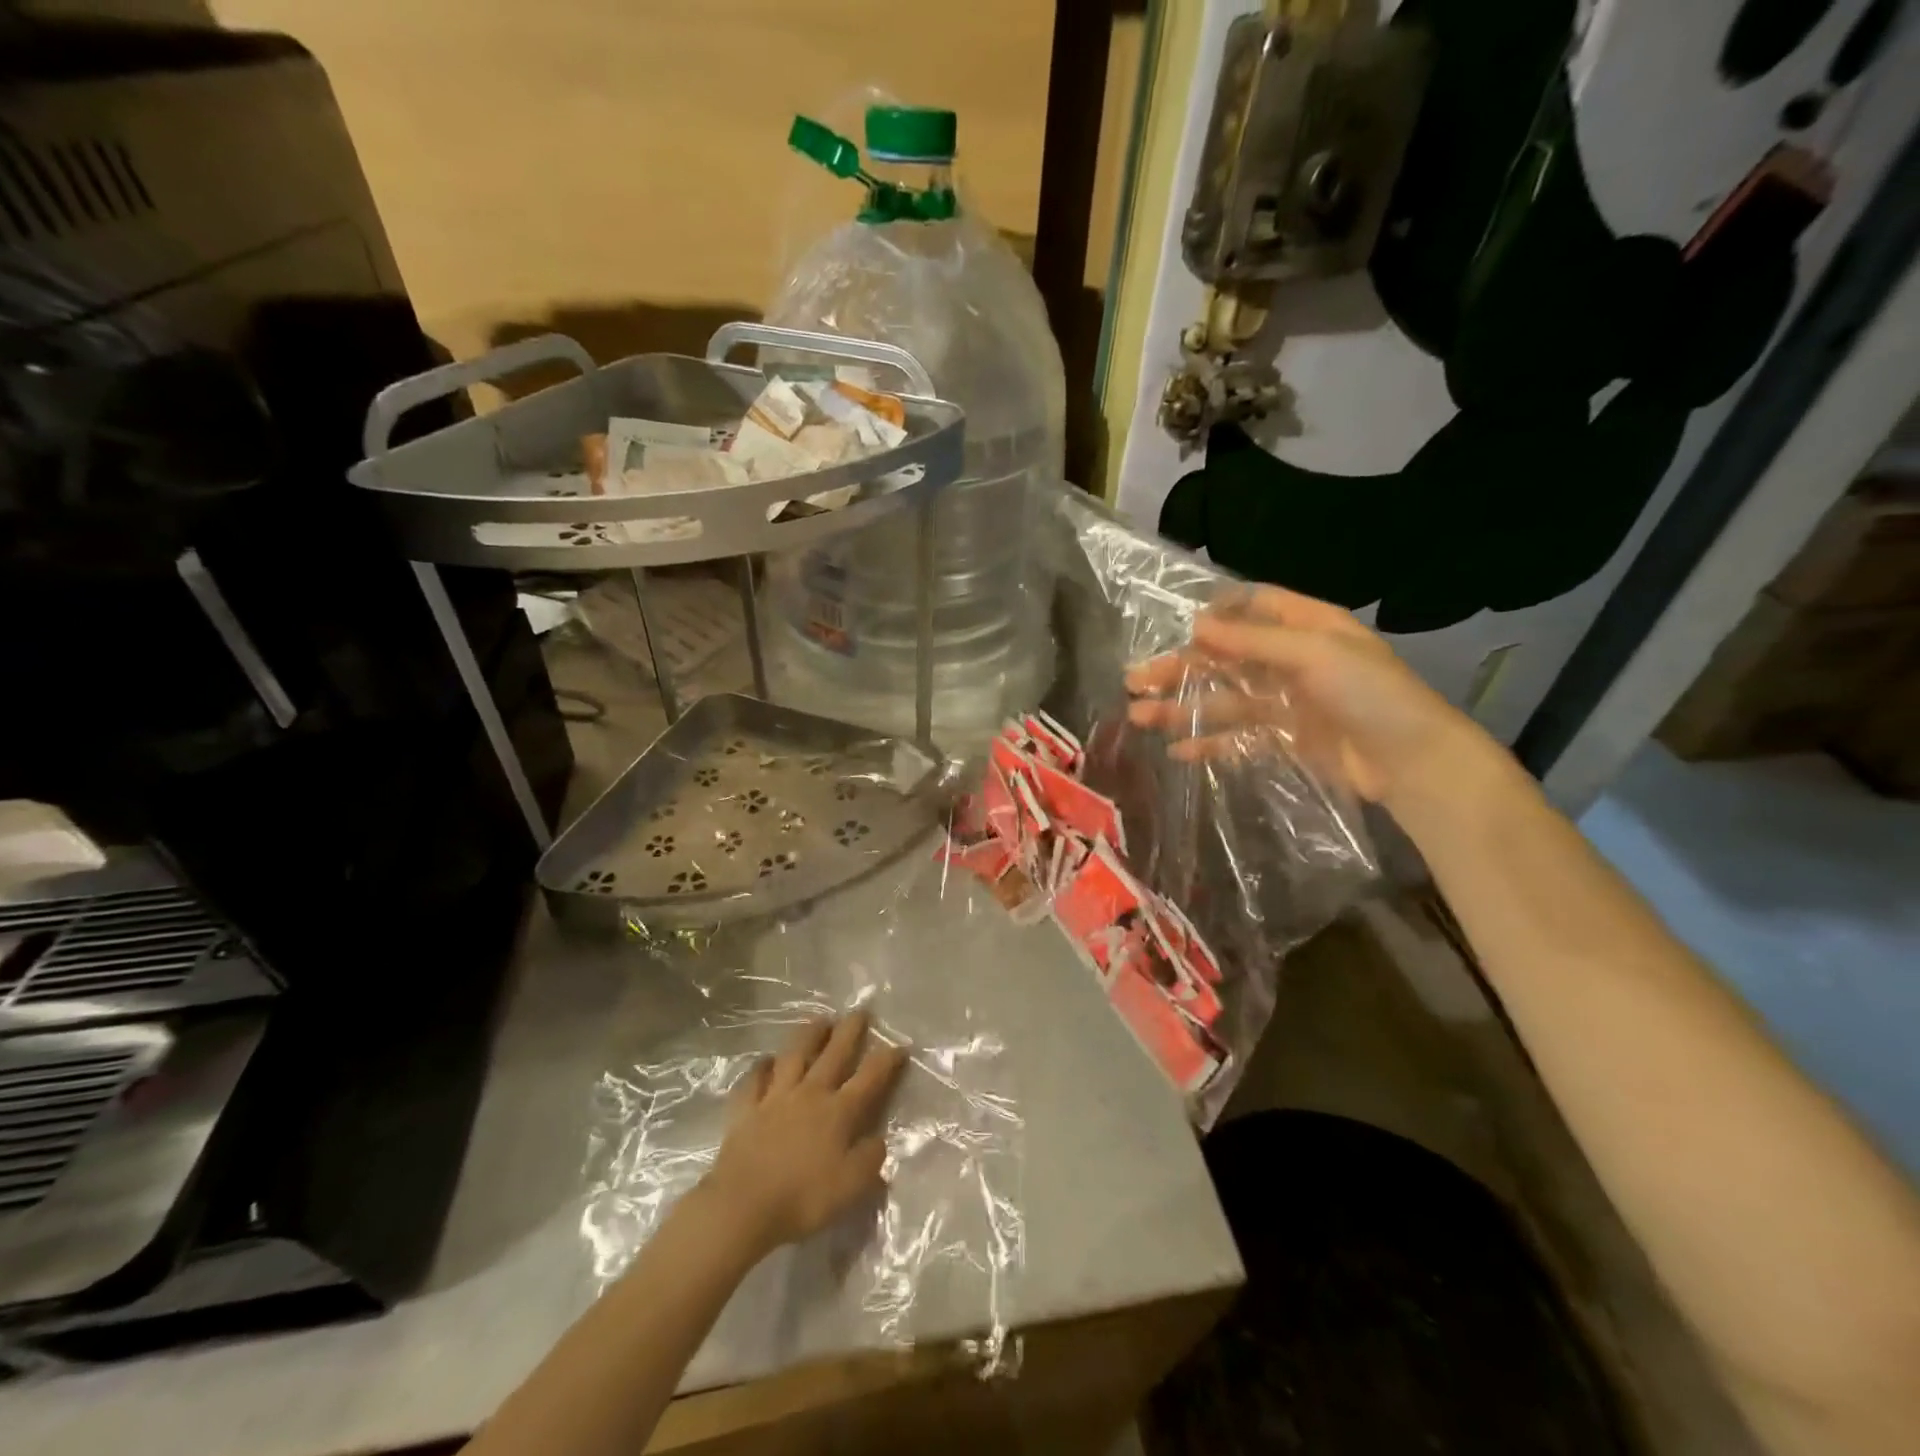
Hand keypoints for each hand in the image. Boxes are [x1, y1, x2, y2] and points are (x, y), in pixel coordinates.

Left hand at [701, 1011, 906, 1255]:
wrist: (743, 1206)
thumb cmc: (802, 1198)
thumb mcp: (851, 1187)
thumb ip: (870, 1159)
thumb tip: (878, 1140)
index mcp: (839, 1111)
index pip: (870, 1077)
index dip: (887, 1059)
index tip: (900, 1045)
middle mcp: (810, 1094)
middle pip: (834, 1054)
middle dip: (850, 1031)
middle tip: (860, 1012)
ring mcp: (775, 1097)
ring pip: (794, 1055)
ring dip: (808, 1035)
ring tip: (819, 1020)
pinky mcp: (746, 1108)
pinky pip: (754, 1080)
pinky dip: (761, 1067)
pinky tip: (766, 1061)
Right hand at [1124, 585, 1490, 809]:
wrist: (1413, 763)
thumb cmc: (1370, 695)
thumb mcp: (1314, 654)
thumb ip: (1252, 642)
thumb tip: (1196, 624)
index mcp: (1307, 627)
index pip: (1253, 607)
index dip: (1214, 615)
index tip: (1174, 629)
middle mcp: (1293, 660)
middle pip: (1225, 658)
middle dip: (1179, 669)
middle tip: (1134, 682)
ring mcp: (1287, 702)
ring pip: (1223, 699)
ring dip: (1182, 708)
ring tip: (1139, 719)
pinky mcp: (1285, 739)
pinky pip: (1238, 736)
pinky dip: (1208, 742)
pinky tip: (1177, 750)